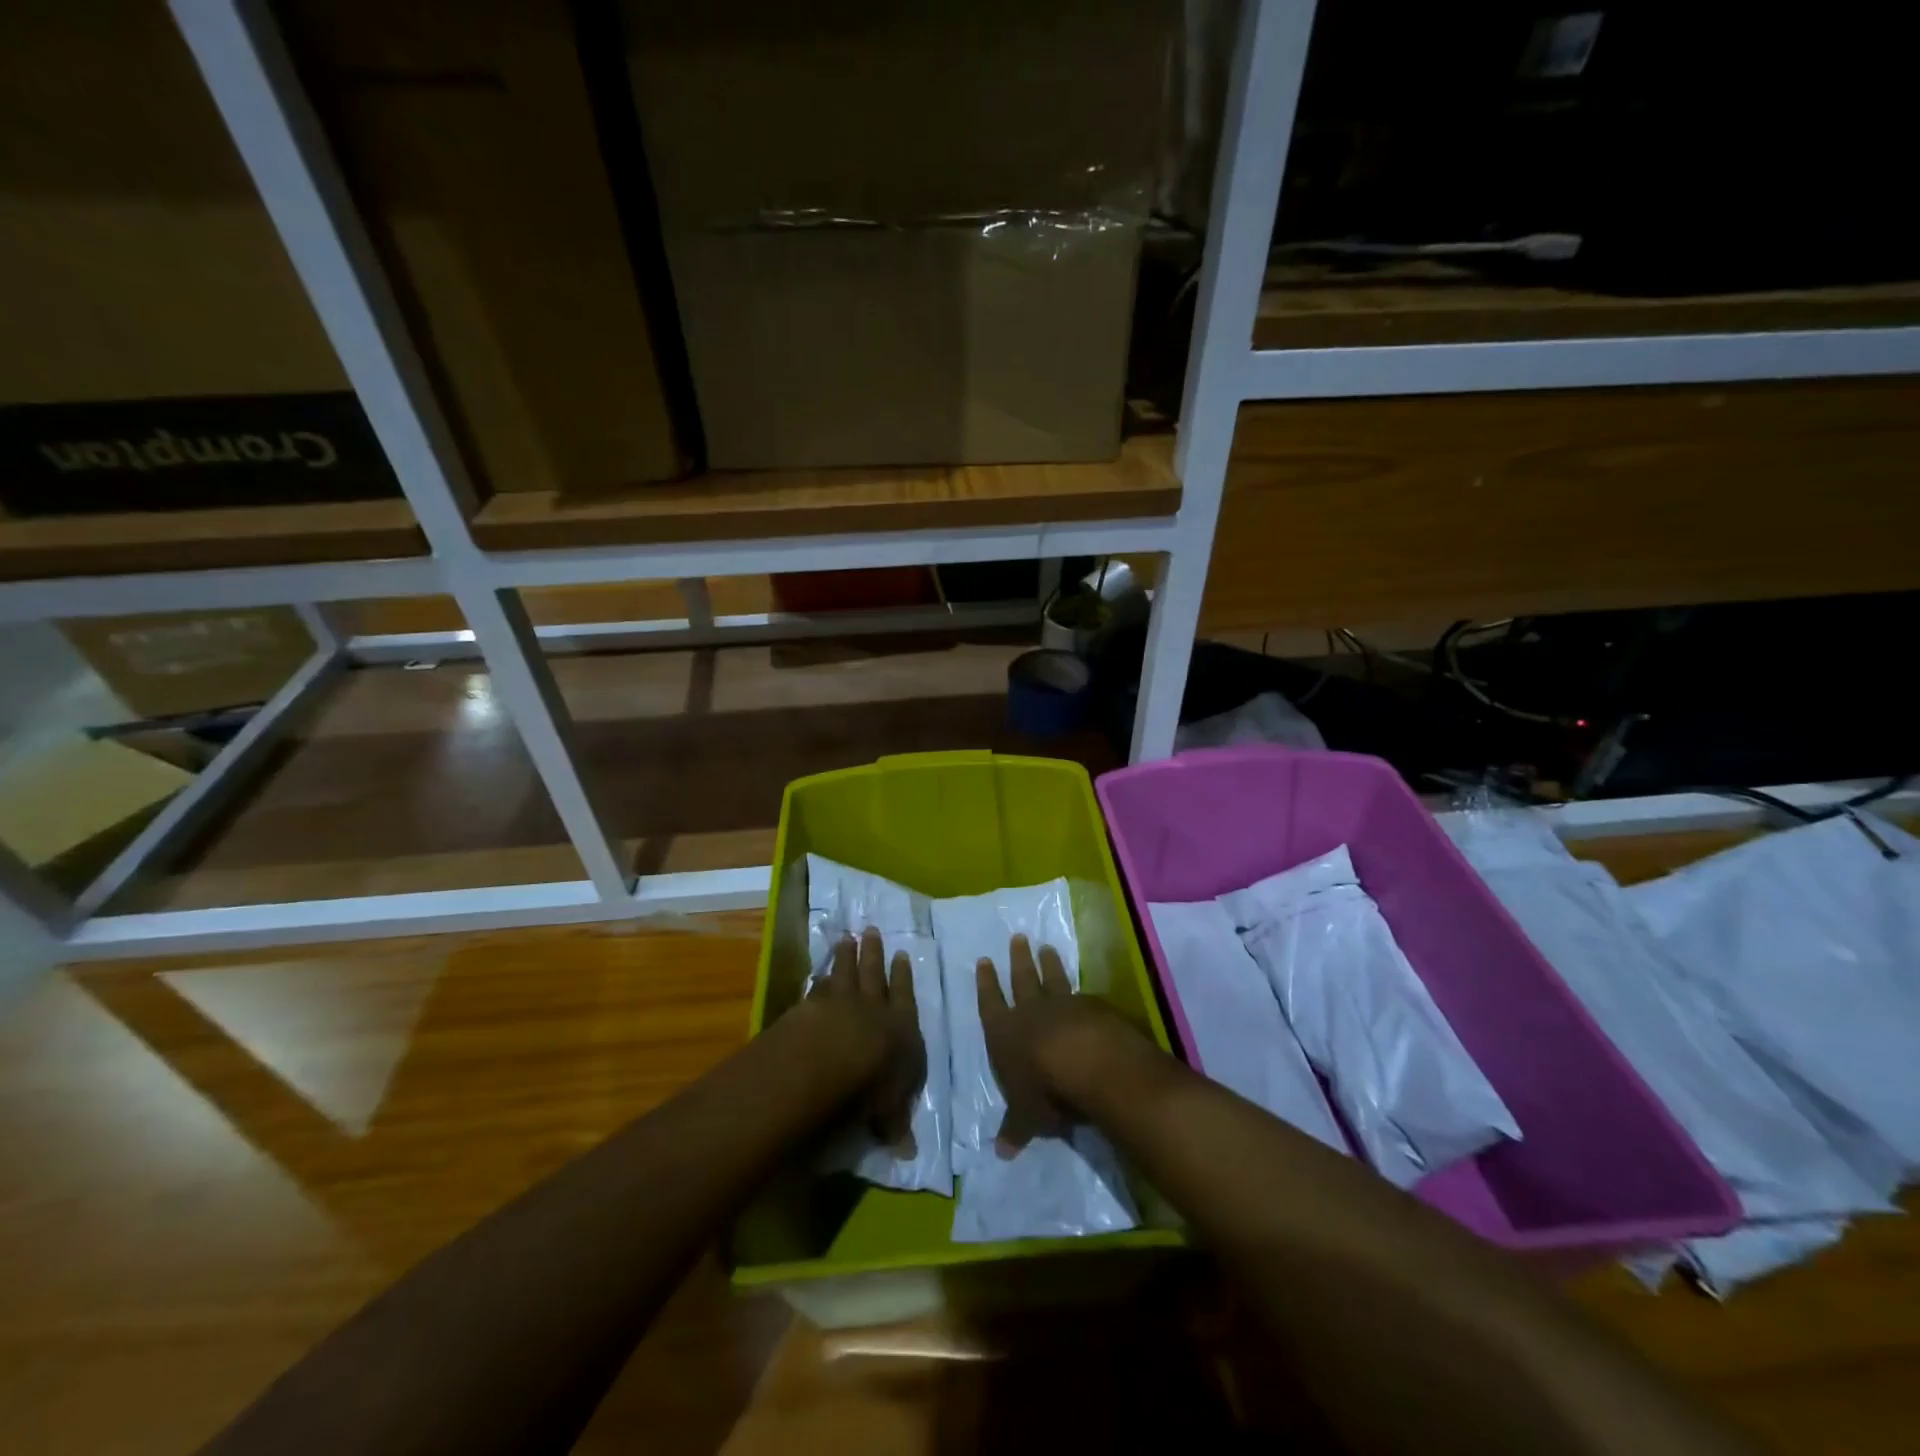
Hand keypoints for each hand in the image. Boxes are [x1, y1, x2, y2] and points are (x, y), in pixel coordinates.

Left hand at [812, 927, 926, 1152]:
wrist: (827, 1059)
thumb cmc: (869, 1086)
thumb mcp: (888, 1112)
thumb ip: (895, 1124)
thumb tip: (908, 1154)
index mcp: (900, 1028)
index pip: (904, 998)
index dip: (903, 977)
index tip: (901, 954)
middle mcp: (872, 1008)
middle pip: (874, 975)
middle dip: (874, 954)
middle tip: (872, 931)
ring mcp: (839, 1001)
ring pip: (846, 972)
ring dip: (847, 956)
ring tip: (848, 938)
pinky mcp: (810, 1004)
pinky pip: (818, 986)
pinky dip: (820, 977)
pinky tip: (819, 971)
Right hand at [977, 933, 1130, 1155]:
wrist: (1091, 1065)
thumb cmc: (1046, 1092)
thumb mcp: (1026, 1118)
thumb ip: (1015, 1130)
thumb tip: (1000, 1153)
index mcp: (1005, 1033)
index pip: (990, 1003)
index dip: (986, 984)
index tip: (983, 961)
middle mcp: (1031, 1012)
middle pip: (1022, 980)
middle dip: (1018, 961)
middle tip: (1017, 938)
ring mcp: (1064, 1005)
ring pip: (1053, 978)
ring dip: (1049, 963)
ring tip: (1046, 947)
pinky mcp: (1093, 1007)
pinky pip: (1083, 995)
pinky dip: (1080, 990)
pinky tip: (1084, 988)